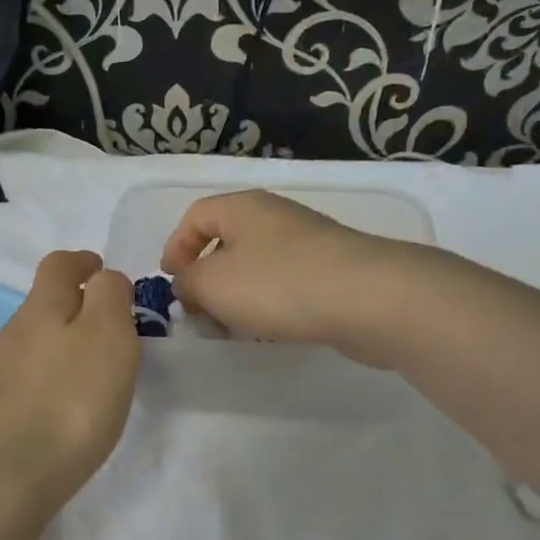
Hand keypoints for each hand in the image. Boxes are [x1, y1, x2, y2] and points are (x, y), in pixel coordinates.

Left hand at [0, 250, 139, 517]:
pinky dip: (54, 378)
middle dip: (78, 306)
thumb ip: (110, 296)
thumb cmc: (69, 400)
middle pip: (45, 303)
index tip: (104, 272)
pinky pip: (30, 377)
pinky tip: (68, 405)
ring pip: (37, 342)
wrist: (4, 478)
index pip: (58, 264)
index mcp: (41, 306)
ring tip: (97, 371)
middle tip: (115, 330)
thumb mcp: (107, 334)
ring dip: (66, 344)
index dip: (83, 261)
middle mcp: (14, 332)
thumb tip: (103, 279)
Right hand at [159, 190, 420, 365]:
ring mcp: (308, 244)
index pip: (195, 215)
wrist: (369, 299)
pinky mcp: (333, 272)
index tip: (170, 283)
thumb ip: (187, 283)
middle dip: (206, 278)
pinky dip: (269, 305)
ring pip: (257, 266)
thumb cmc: (278, 283)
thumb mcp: (212, 283)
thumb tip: (188, 284)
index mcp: (242, 208)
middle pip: (227, 241)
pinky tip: (271, 331)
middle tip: (199, 313)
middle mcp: (275, 217)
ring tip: (233, 329)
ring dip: (237, 296)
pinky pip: (286, 284)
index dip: (175, 246)